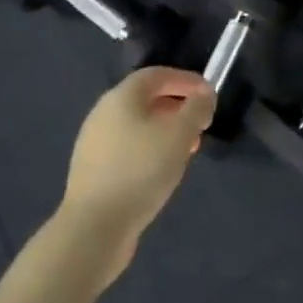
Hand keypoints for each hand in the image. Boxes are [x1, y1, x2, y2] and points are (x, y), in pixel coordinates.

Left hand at [59, 67, 216, 284]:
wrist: (94, 228)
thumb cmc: (141, 171)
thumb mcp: (180, 134)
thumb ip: (197, 108)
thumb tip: (204, 94)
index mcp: (121, 97)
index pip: (157, 75)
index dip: (186, 79)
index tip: (209, 94)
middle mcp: (103, 113)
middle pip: (146, 99)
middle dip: (178, 107)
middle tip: (201, 123)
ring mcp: (95, 143)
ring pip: (138, 125)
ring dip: (166, 130)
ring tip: (188, 149)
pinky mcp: (93, 171)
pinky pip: (128, 148)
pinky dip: (151, 149)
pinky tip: (163, 170)